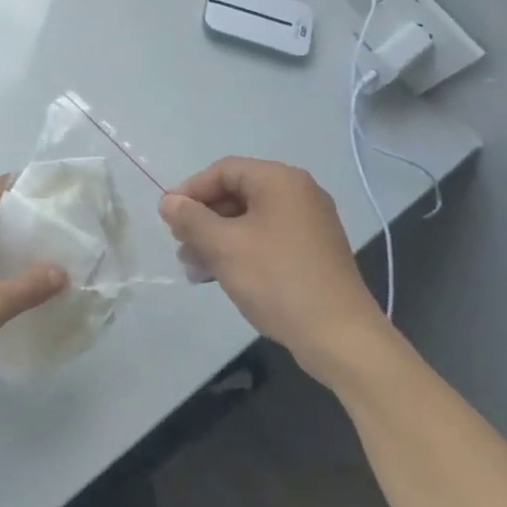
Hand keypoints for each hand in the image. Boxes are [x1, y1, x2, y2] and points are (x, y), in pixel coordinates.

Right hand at [160, 157, 393, 385]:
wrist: (338, 335)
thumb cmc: (276, 280)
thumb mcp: (223, 246)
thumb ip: (191, 219)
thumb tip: (168, 202)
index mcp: (280, 181)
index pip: (224, 170)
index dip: (190, 190)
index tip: (167, 218)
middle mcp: (298, 194)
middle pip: (236, 194)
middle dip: (202, 219)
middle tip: (179, 245)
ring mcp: (309, 224)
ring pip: (249, 220)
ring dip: (216, 239)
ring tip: (193, 267)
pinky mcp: (312, 252)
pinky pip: (266, 240)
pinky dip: (239, 251)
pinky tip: (218, 276)